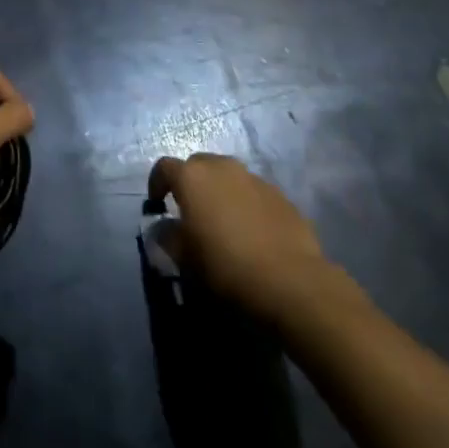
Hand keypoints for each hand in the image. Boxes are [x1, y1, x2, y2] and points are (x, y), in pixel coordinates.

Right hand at [149, 153, 360, 336]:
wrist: (291, 281)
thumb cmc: (226, 266)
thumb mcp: (186, 259)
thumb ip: (168, 238)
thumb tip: (163, 230)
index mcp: (192, 177)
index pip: (164, 168)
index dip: (157, 184)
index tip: (157, 204)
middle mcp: (222, 167)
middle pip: (198, 165)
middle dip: (190, 183)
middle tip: (190, 211)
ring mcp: (254, 178)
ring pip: (228, 176)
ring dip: (220, 191)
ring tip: (223, 221)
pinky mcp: (280, 195)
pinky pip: (253, 192)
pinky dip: (245, 203)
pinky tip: (251, 231)